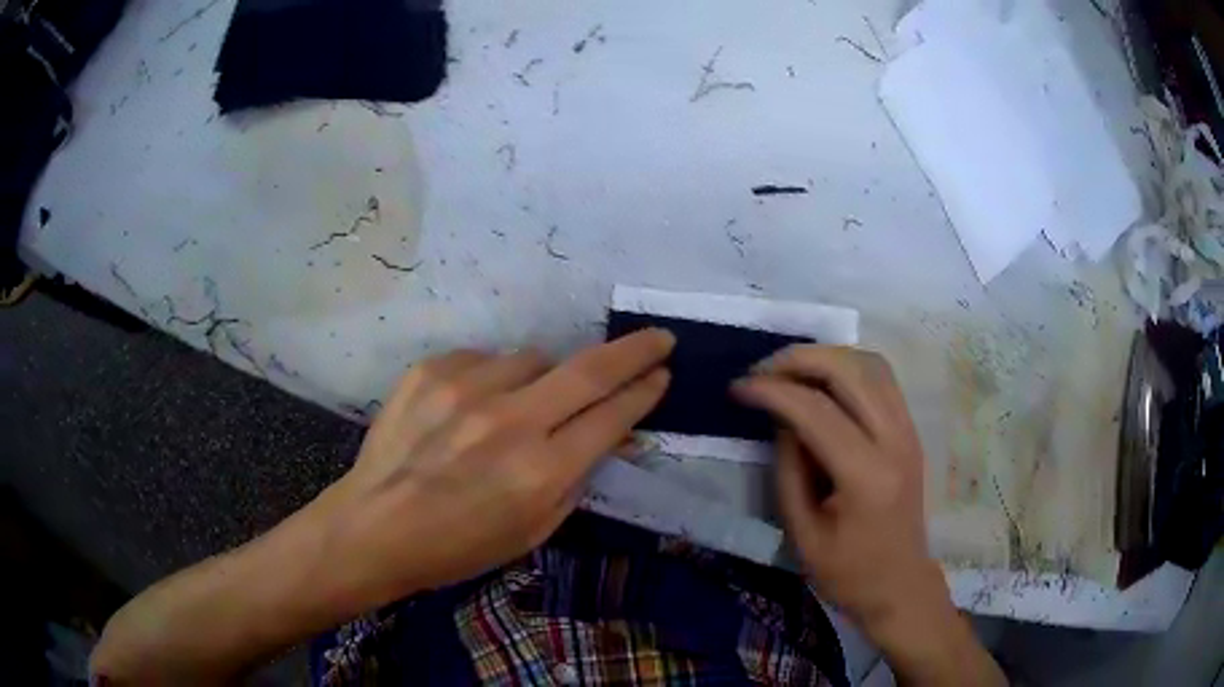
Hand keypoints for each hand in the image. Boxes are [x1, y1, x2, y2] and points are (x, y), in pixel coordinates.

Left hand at [320, 329, 673, 608]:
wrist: (376, 526)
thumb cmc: (459, 545)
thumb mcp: (532, 531)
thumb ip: (575, 479)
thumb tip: (606, 435)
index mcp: (541, 472)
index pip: (611, 417)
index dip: (644, 392)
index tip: (662, 373)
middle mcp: (510, 421)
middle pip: (590, 370)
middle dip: (634, 351)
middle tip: (658, 338)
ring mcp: (466, 388)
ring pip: (533, 358)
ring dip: (542, 377)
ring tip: (516, 408)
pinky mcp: (432, 370)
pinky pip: (484, 359)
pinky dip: (491, 378)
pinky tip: (470, 408)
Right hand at [735, 346, 1004, 684]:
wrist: (899, 583)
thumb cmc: (847, 571)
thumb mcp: (802, 532)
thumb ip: (788, 469)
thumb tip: (780, 417)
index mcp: (866, 475)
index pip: (816, 411)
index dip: (772, 391)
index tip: (739, 387)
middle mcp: (894, 441)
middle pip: (849, 371)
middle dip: (799, 359)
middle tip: (762, 370)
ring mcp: (909, 430)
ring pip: (870, 363)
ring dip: (826, 356)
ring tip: (789, 370)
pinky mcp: (911, 429)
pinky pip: (882, 377)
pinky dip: (849, 366)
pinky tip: (823, 379)